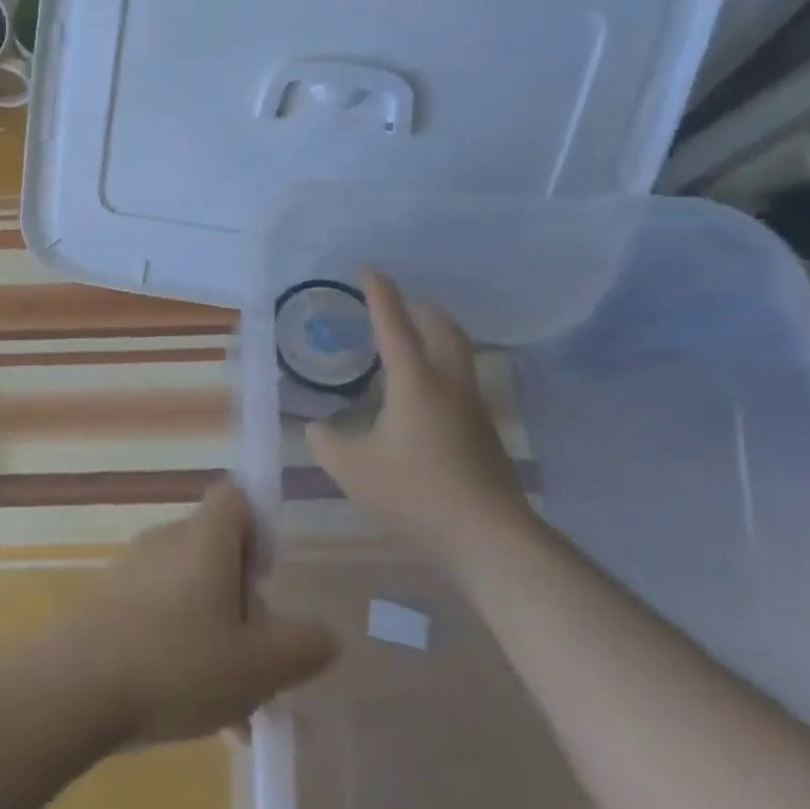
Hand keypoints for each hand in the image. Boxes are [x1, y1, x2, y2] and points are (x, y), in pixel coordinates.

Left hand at [48, 483, 337, 745]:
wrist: (74, 686)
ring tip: (236, 710)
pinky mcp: (107, 600)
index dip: (260, 531)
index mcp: (204, 539)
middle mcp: (166, 541)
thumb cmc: (177, 664)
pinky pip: (158, 614)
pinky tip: (193, 712)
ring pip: (189, 593)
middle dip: (243, 603)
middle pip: (216, 552)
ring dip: (216, 638)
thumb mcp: (259, 666)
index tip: (269, 582)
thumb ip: (303, 647)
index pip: (236, 498)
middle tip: (260, 659)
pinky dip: (181, 649)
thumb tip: (327, 632)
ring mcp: (131, 570)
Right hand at [305, 270, 535, 570]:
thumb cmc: (415, 494)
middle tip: (394, 305)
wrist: (491, 539)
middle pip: (443, 329)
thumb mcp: (351, 468)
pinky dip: (438, 369)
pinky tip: (417, 397)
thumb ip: (326, 441)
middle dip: (419, 308)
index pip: (394, 324)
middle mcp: (449, 385)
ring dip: (434, 337)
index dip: (379, 293)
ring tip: (405, 345)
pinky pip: (459, 382)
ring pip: (458, 354)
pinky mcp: (484, 434)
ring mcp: (473, 409)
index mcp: (415, 382)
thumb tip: (318, 427)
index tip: (366, 269)